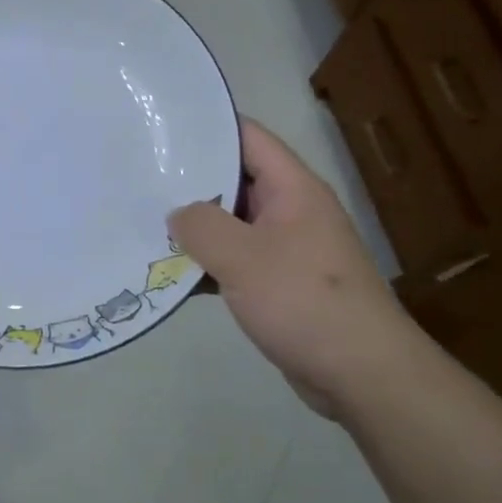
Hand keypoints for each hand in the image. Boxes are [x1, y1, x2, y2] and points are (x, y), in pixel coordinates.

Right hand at [169, 118, 424, 419]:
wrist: (362, 374)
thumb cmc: (304, 302)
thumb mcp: (244, 257)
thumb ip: (202, 226)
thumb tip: (177, 214)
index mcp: (293, 189)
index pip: (248, 137)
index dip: (207, 128)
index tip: (161, 129)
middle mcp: (292, 210)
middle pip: (235, 180)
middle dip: (189, 180)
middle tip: (139, 178)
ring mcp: (287, 249)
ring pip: (231, 224)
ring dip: (194, 228)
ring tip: (143, 222)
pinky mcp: (279, 285)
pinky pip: (235, 261)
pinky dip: (206, 264)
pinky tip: (169, 274)